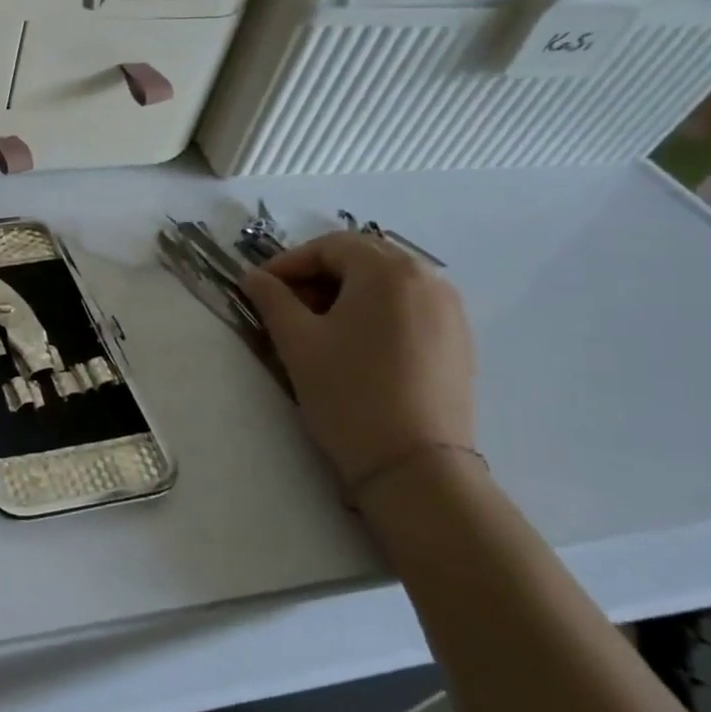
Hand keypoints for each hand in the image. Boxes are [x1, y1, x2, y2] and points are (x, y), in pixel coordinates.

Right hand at [238, 232, 475, 491]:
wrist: (414, 465)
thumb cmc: (348, 392)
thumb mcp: (297, 341)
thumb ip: (272, 299)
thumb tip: (253, 277)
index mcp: (387, 271)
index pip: (329, 246)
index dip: (287, 263)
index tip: (258, 288)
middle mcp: (427, 279)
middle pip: (361, 258)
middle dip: (317, 276)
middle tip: (285, 306)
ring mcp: (449, 310)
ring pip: (386, 283)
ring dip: (346, 293)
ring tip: (317, 327)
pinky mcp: (458, 341)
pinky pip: (408, 307)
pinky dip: (375, 312)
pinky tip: (355, 345)